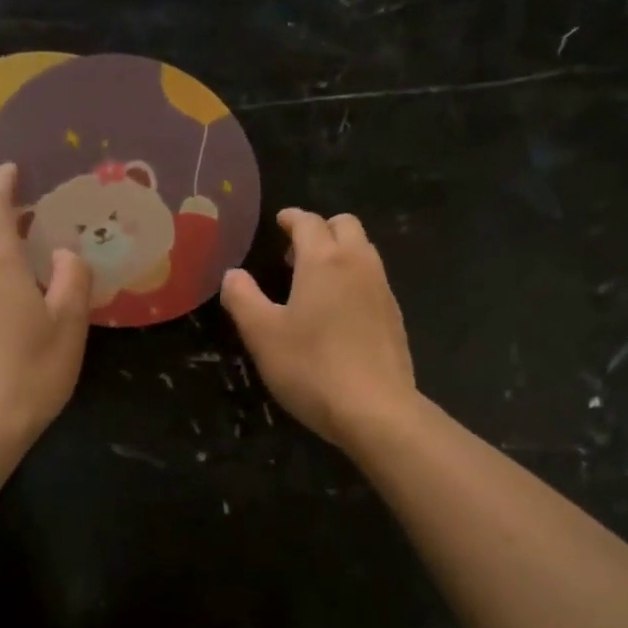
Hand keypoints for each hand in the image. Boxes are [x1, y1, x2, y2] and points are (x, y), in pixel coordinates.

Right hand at [220, 208, 417, 449]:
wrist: (375, 409)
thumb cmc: (311, 367)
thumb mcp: (262, 335)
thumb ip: (243, 298)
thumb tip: (233, 275)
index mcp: (324, 260)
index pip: (308, 222)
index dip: (292, 218)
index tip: (280, 222)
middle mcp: (358, 264)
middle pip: (345, 225)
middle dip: (321, 229)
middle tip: (295, 252)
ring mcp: (382, 290)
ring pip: (364, 251)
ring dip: (340, 252)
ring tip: (315, 281)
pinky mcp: (395, 317)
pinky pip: (373, 280)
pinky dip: (355, 279)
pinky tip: (339, 312)